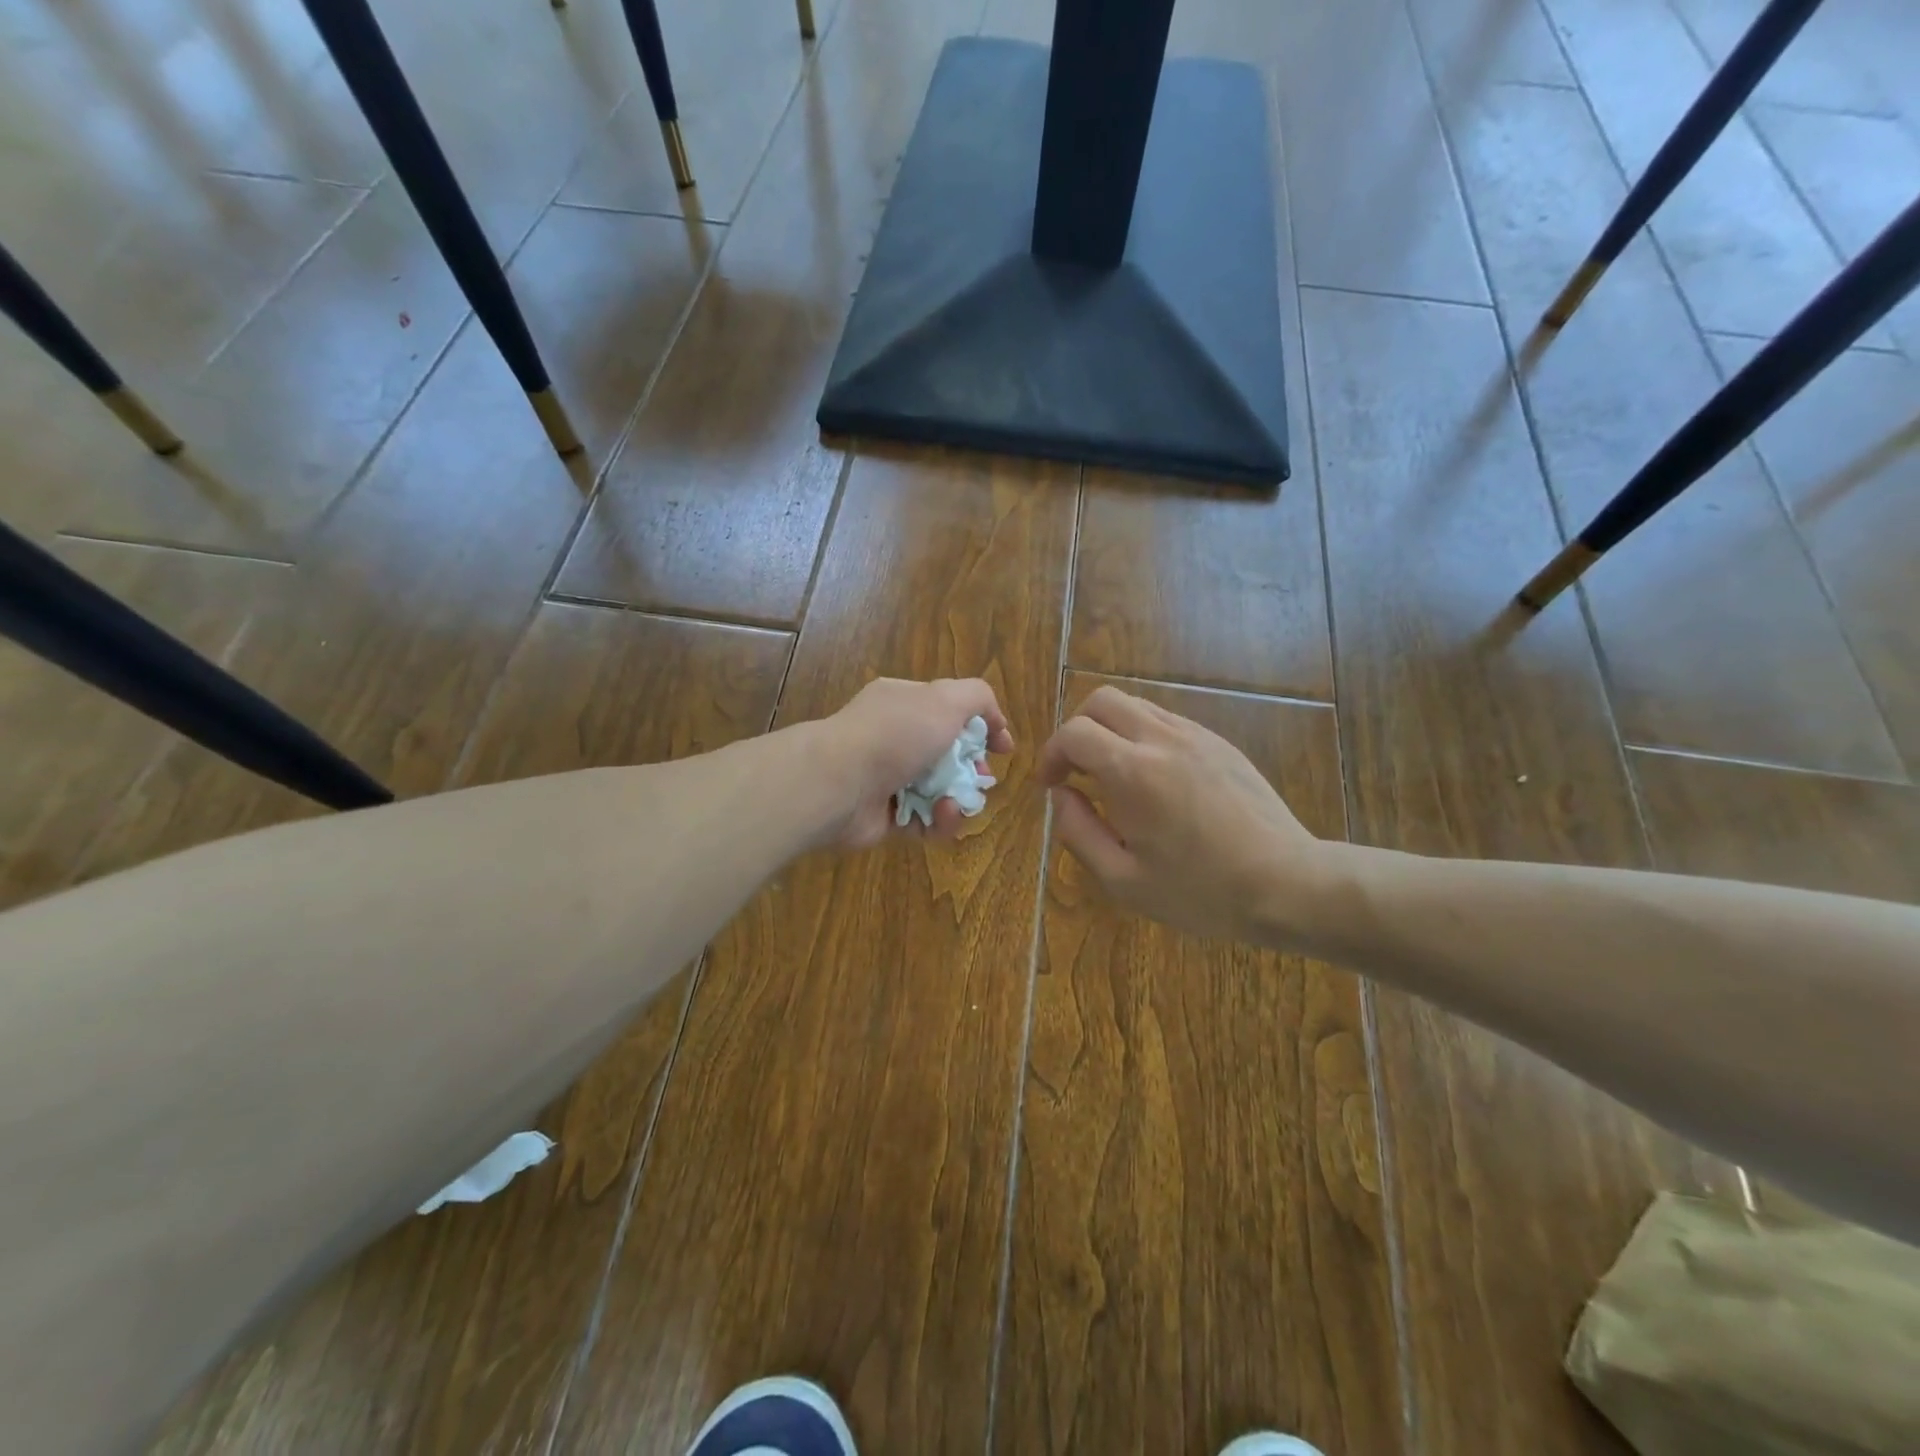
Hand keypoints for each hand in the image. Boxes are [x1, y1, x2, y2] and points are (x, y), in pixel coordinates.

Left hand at [812, 677, 1014, 849]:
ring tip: (959, 802)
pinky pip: (924, 821)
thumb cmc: (895, 735)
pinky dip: (938, 821)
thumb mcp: (945, 699)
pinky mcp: (885, 817)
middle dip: (973, 769)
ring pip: (939, 791)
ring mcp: (887, 778)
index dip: (982, 726)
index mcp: (904, 702)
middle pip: (948, 754)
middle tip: (985, 779)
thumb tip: (994, 720)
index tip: (1004, 747)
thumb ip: (978, 697)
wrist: (838, 784)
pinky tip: (941, 815)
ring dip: (958, 798)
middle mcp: (894, 737)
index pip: (950, 710)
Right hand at [1037, 686, 1327, 945]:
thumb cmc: (1200, 892)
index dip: (1050, 754)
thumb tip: (1060, 795)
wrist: (1287, 884)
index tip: (1050, 785)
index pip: (1073, 733)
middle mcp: (1162, 739)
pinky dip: (1143, 736)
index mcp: (1132, 772)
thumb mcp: (1123, 880)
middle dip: (1077, 729)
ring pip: (1136, 705)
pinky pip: (1167, 721)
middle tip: (1076, 771)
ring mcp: (1196, 735)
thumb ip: (1078, 831)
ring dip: (1111, 730)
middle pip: (1102, 700)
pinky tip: (1152, 779)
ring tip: (1112, 775)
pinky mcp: (1220, 743)